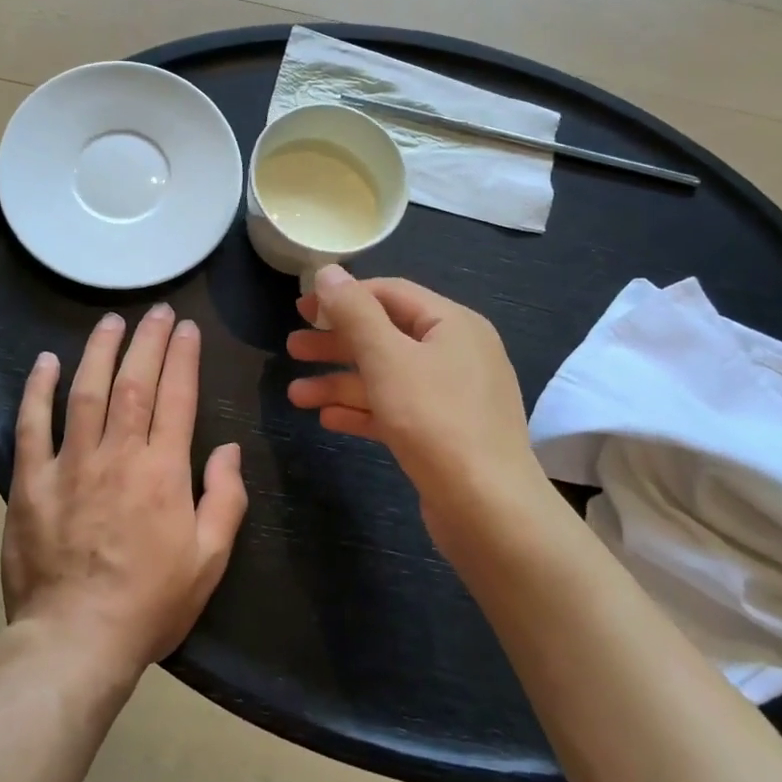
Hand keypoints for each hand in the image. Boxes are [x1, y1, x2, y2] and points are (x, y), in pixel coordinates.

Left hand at [3, 305, 247, 682]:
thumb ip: (225, 498)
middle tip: (157, 311)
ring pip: (86, 391)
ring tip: (111, 320)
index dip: (183, 357)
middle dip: (148, 340)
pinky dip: (38, 390)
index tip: (187, 328)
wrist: (75, 642)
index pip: (177, 397)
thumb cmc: (150, 604)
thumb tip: (230, 449)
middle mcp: (118, 455)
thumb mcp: (209, 560)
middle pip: (134, 383)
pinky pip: (32, 425)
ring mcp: (70, 465)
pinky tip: (47, 361)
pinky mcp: (31, 482)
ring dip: (100, 350)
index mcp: (163, 471)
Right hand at [286, 267, 546, 556]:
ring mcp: (452, 397)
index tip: (301, 308)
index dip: (343, 296)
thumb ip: (354, 312)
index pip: (390, 293)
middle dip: (336, 343)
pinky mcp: (444, 435)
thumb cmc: (435, 420)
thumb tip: (328, 271)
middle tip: (292, 348)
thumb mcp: (387, 358)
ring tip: (295, 395)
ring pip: (386, 377)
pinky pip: (396, 410)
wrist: (489, 510)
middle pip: (385, 336)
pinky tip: (328, 419)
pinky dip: (363, 410)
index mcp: (452, 324)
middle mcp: (456, 354)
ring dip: (340, 382)